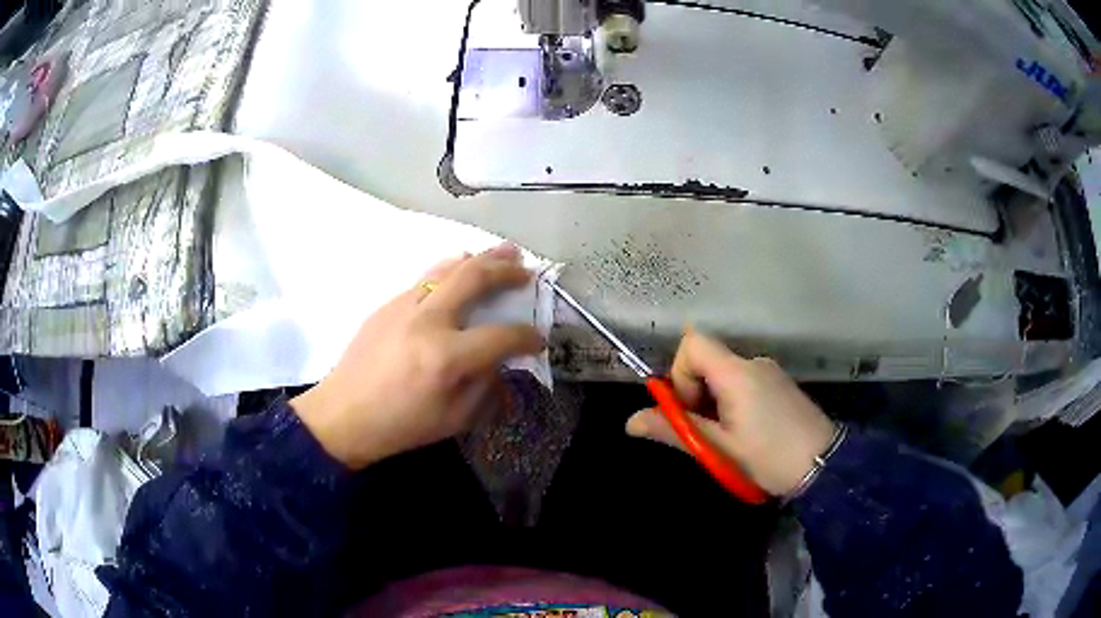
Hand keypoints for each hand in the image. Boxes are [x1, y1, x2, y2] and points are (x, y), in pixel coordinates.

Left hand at [290, 244, 544, 469]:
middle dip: (506, 270)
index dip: (528, 337)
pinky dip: (450, 271)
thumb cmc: (400, 426)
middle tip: (525, 270)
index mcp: (446, 357)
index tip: (538, 339)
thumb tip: (500, 362)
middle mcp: (427, 321)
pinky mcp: (388, 304)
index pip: (501, 336)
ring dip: (479, 257)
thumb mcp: (454, 419)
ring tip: (501, 251)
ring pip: (447, 267)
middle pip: (474, 277)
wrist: (343, 415)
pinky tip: (459, 273)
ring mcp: (404, 307)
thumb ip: (485, 387)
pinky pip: (426, 279)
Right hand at [626, 330, 835, 495]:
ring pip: (725, 375)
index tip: (689, 410)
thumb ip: (673, 430)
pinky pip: (745, 384)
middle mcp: (754, 362)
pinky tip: (748, 435)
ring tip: (728, 441)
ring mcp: (771, 372)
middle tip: (706, 434)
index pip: (693, 343)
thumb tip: (629, 421)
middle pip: (707, 361)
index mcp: (737, 372)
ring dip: (714, 403)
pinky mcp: (781, 385)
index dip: (680, 374)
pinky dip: (733, 403)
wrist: (825, 466)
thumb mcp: (717, 448)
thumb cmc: (768, 457)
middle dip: (695, 394)